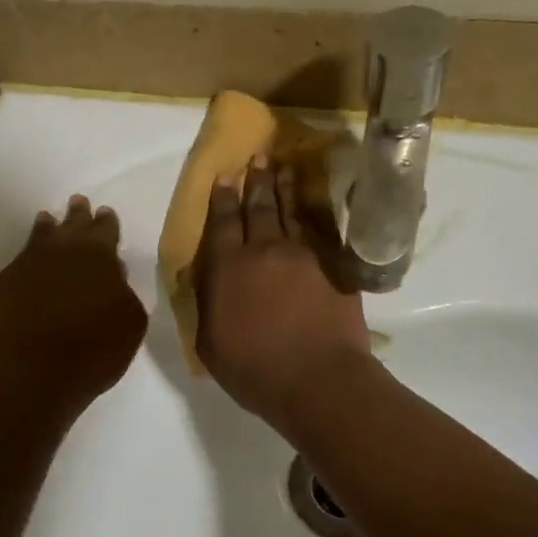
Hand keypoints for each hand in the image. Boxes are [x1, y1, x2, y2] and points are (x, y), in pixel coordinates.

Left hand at [0, 196, 147, 414]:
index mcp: (97, 256)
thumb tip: (113, 275)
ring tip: (43, 217)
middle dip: (76, 215)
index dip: (106, 222)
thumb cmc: (95, 350)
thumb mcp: (130, 321)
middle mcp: (58, 251)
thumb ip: (123, 293)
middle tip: (77, 202)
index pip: (105, 230)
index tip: (104, 214)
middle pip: (70, 226)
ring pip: (33, 238)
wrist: (38, 374)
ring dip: (40, 227)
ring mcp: (21, 267)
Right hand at [195, 159, 373, 426]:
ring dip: (284, 188)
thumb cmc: (254, 369)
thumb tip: (205, 280)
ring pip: (290, 213)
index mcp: (228, 268)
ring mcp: (302, 256)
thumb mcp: (210, 343)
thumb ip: (206, 305)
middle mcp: (264, 252)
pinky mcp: (332, 267)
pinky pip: (319, 231)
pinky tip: (310, 206)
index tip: (225, 175)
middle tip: (257, 157)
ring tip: (282, 167)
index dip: (223, 198)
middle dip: (255, 181)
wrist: (319, 380)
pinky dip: (312, 214)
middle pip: (258, 208)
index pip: (223, 223)